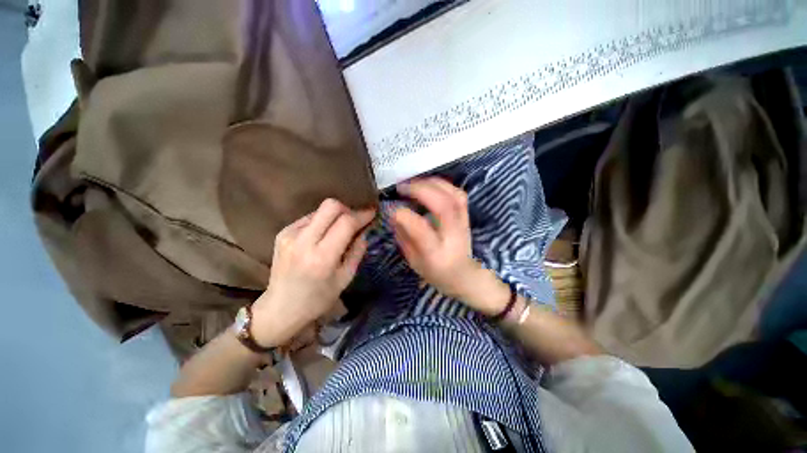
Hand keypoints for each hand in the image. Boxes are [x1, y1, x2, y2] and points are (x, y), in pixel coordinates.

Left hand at [251, 199, 374, 346]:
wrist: (280, 309)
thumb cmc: (318, 299)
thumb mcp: (345, 278)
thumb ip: (357, 251)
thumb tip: (364, 230)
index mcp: (322, 257)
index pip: (345, 223)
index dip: (362, 214)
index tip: (372, 213)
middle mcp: (303, 241)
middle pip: (330, 206)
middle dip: (348, 209)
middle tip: (355, 221)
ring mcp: (290, 234)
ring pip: (320, 210)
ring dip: (335, 216)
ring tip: (339, 231)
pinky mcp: (283, 233)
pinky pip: (310, 218)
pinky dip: (322, 223)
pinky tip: (322, 236)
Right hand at [391, 178, 509, 315]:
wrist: (464, 274)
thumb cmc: (436, 271)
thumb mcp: (413, 261)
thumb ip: (403, 237)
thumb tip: (393, 214)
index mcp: (436, 252)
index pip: (421, 229)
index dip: (404, 215)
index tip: (391, 208)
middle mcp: (452, 235)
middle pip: (442, 205)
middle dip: (420, 190)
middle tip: (401, 187)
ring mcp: (463, 223)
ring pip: (453, 195)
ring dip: (431, 183)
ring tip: (414, 182)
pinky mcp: (466, 216)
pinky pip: (458, 194)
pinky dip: (443, 185)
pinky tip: (429, 184)